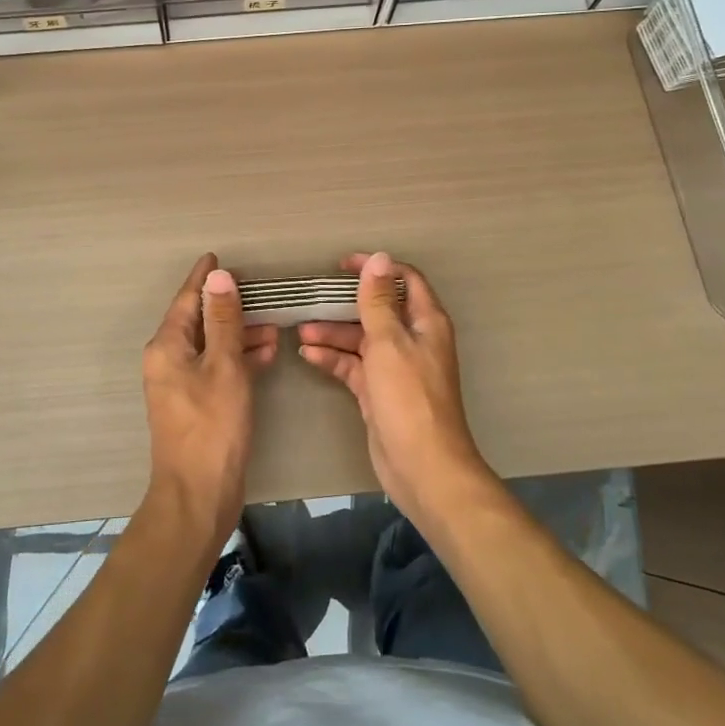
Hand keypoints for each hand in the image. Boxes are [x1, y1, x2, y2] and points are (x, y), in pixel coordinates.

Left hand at [141, 254, 277, 550]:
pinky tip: (267, 354)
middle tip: (258, 292)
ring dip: (239, 334)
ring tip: (273, 326)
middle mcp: (168, 360)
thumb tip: (219, 277)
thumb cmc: (212, 426)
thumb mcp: (225, 366)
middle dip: (228, 306)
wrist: (198, 494)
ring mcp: (180, 384)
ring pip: (211, 345)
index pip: (186, 299)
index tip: (217, 257)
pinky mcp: (196, 404)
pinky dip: (238, 359)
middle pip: (199, 320)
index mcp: (167, 346)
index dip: (204, 278)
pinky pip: (216, 368)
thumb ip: (224, 320)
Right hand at [297, 252, 492, 523]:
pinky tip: (308, 355)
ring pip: (361, 339)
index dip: (375, 268)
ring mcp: (395, 367)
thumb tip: (379, 257)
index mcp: (424, 322)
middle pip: (377, 310)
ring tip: (300, 331)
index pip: (403, 280)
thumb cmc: (408, 397)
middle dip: (345, 304)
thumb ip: (378, 300)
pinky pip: (354, 366)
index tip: (341, 266)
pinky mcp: (379, 392)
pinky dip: (333, 359)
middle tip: (312, 298)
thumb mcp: (389, 342)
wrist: (422, 467)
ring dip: (333, 333)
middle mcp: (412, 340)